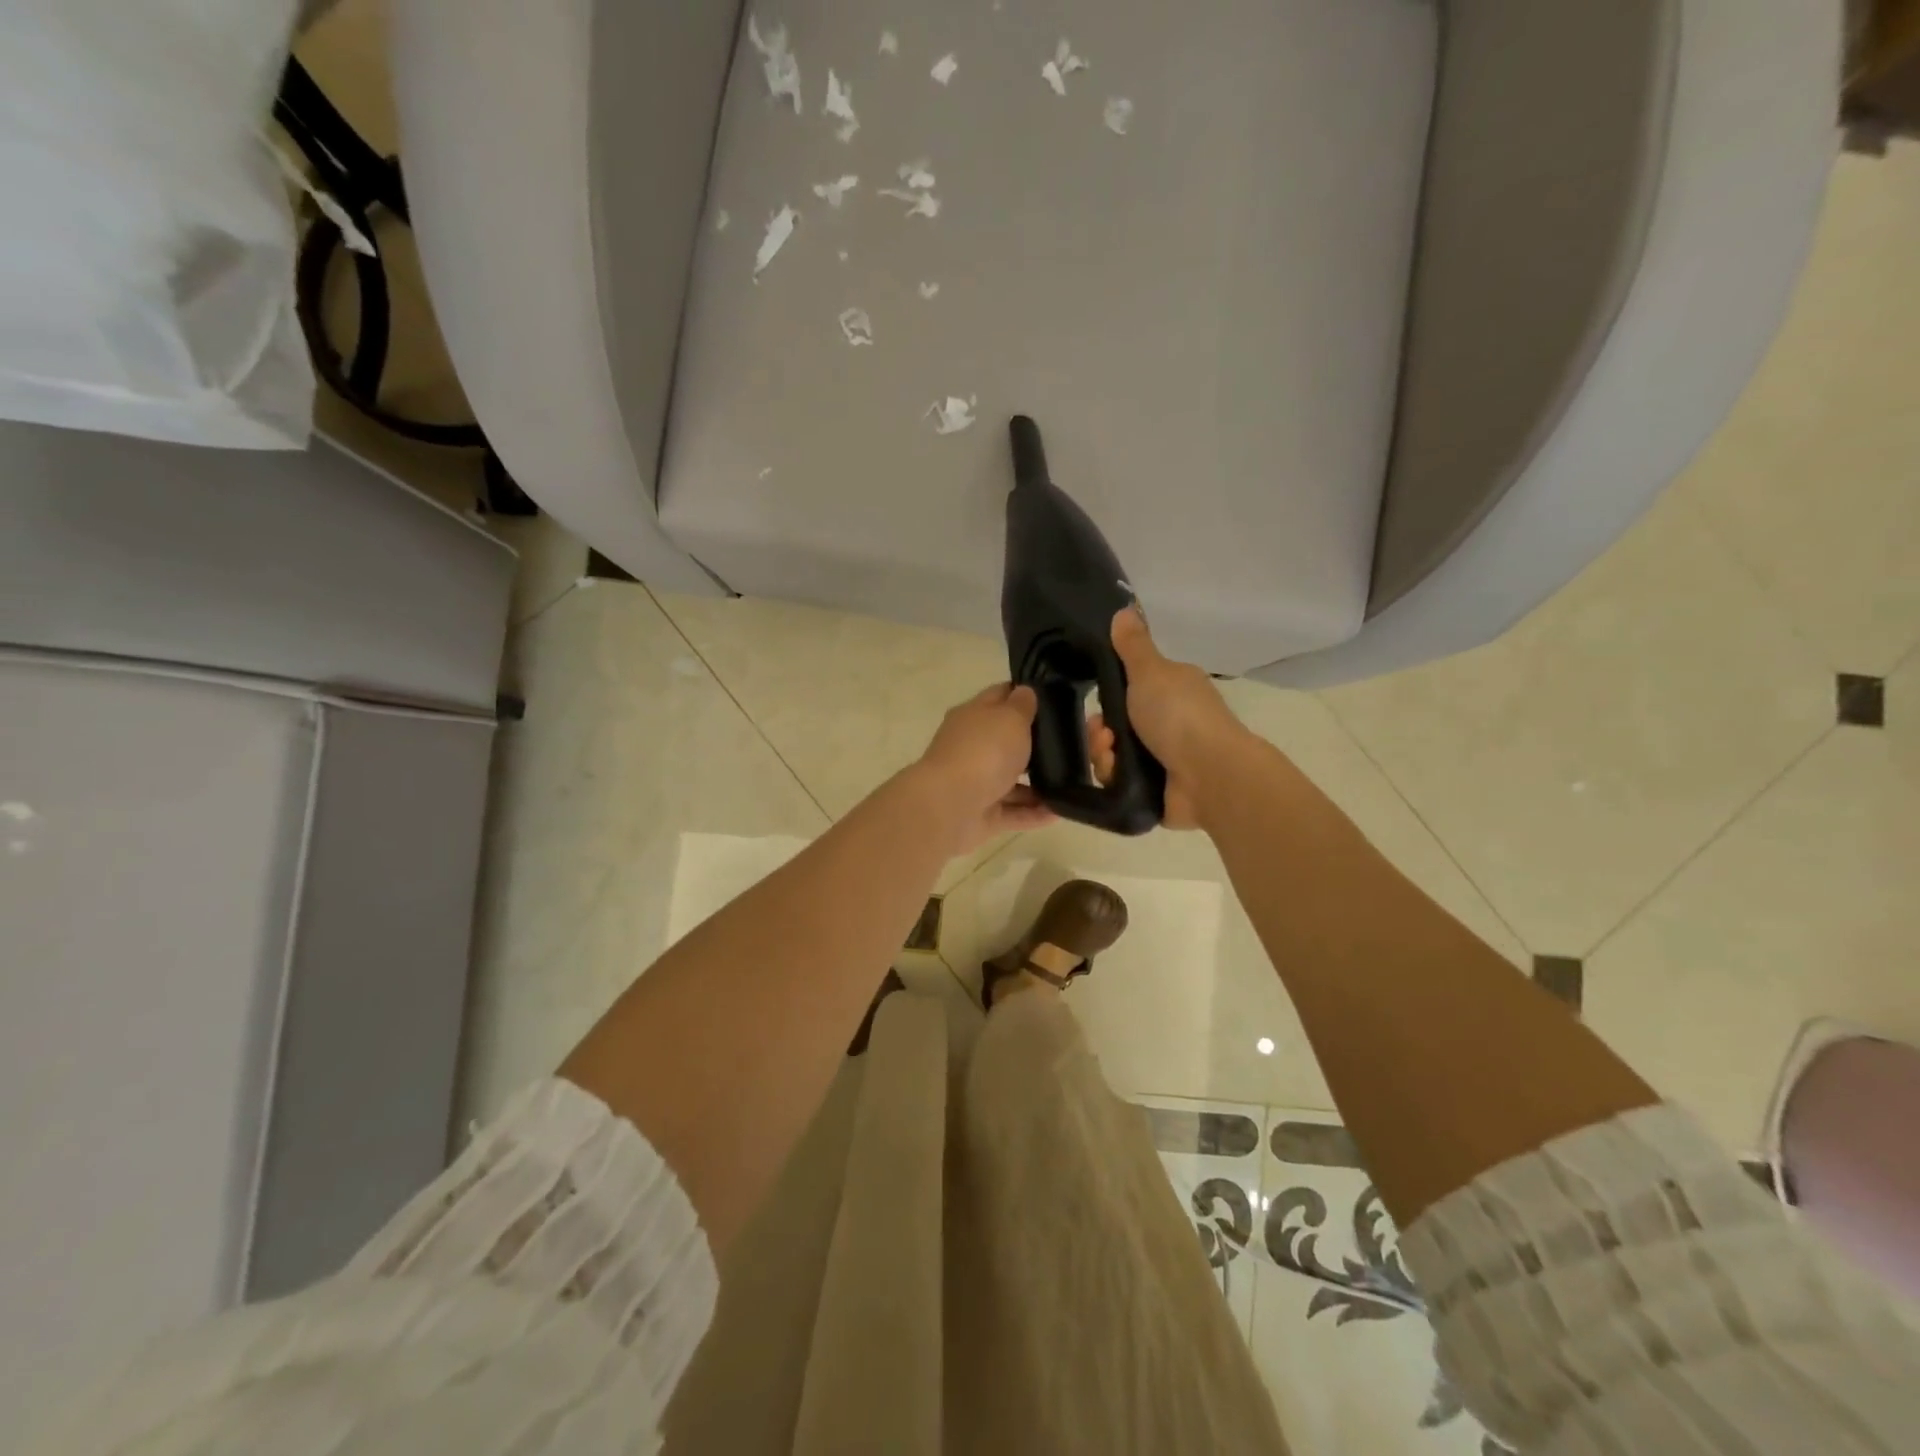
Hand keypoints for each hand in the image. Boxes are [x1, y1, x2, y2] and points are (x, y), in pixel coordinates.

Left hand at [912, 684, 1056, 854]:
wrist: (949, 807)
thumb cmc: (983, 752)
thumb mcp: (1010, 718)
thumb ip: (1022, 705)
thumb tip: (1025, 692)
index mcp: (973, 716)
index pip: (1000, 696)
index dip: (1025, 694)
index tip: (1055, 699)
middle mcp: (972, 747)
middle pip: (1006, 741)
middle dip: (1036, 744)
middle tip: (1073, 745)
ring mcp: (975, 783)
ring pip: (1011, 780)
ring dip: (1039, 784)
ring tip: (1071, 783)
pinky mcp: (982, 815)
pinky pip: (1014, 812)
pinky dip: (1034, 813)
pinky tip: (1060, 811)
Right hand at [1089, 608, 1256, 828]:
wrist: (1208, 775)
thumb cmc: (1179, 715)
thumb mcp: (1151, 671)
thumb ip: (1133, 645)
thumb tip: (1124, 609)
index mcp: (1172, 692)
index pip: (1131, 689)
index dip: (1108, 695)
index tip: (1096, 700)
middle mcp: (1170, 724)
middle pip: (1116, 725)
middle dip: (1100, 730)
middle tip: (1102, 733)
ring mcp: (1164, 759)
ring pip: (1113, 754)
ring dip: (1102, 753)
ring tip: (1110, 755)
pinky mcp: (1156, 790)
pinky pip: (1119, 782)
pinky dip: (1113, 776)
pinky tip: (1116, 774)